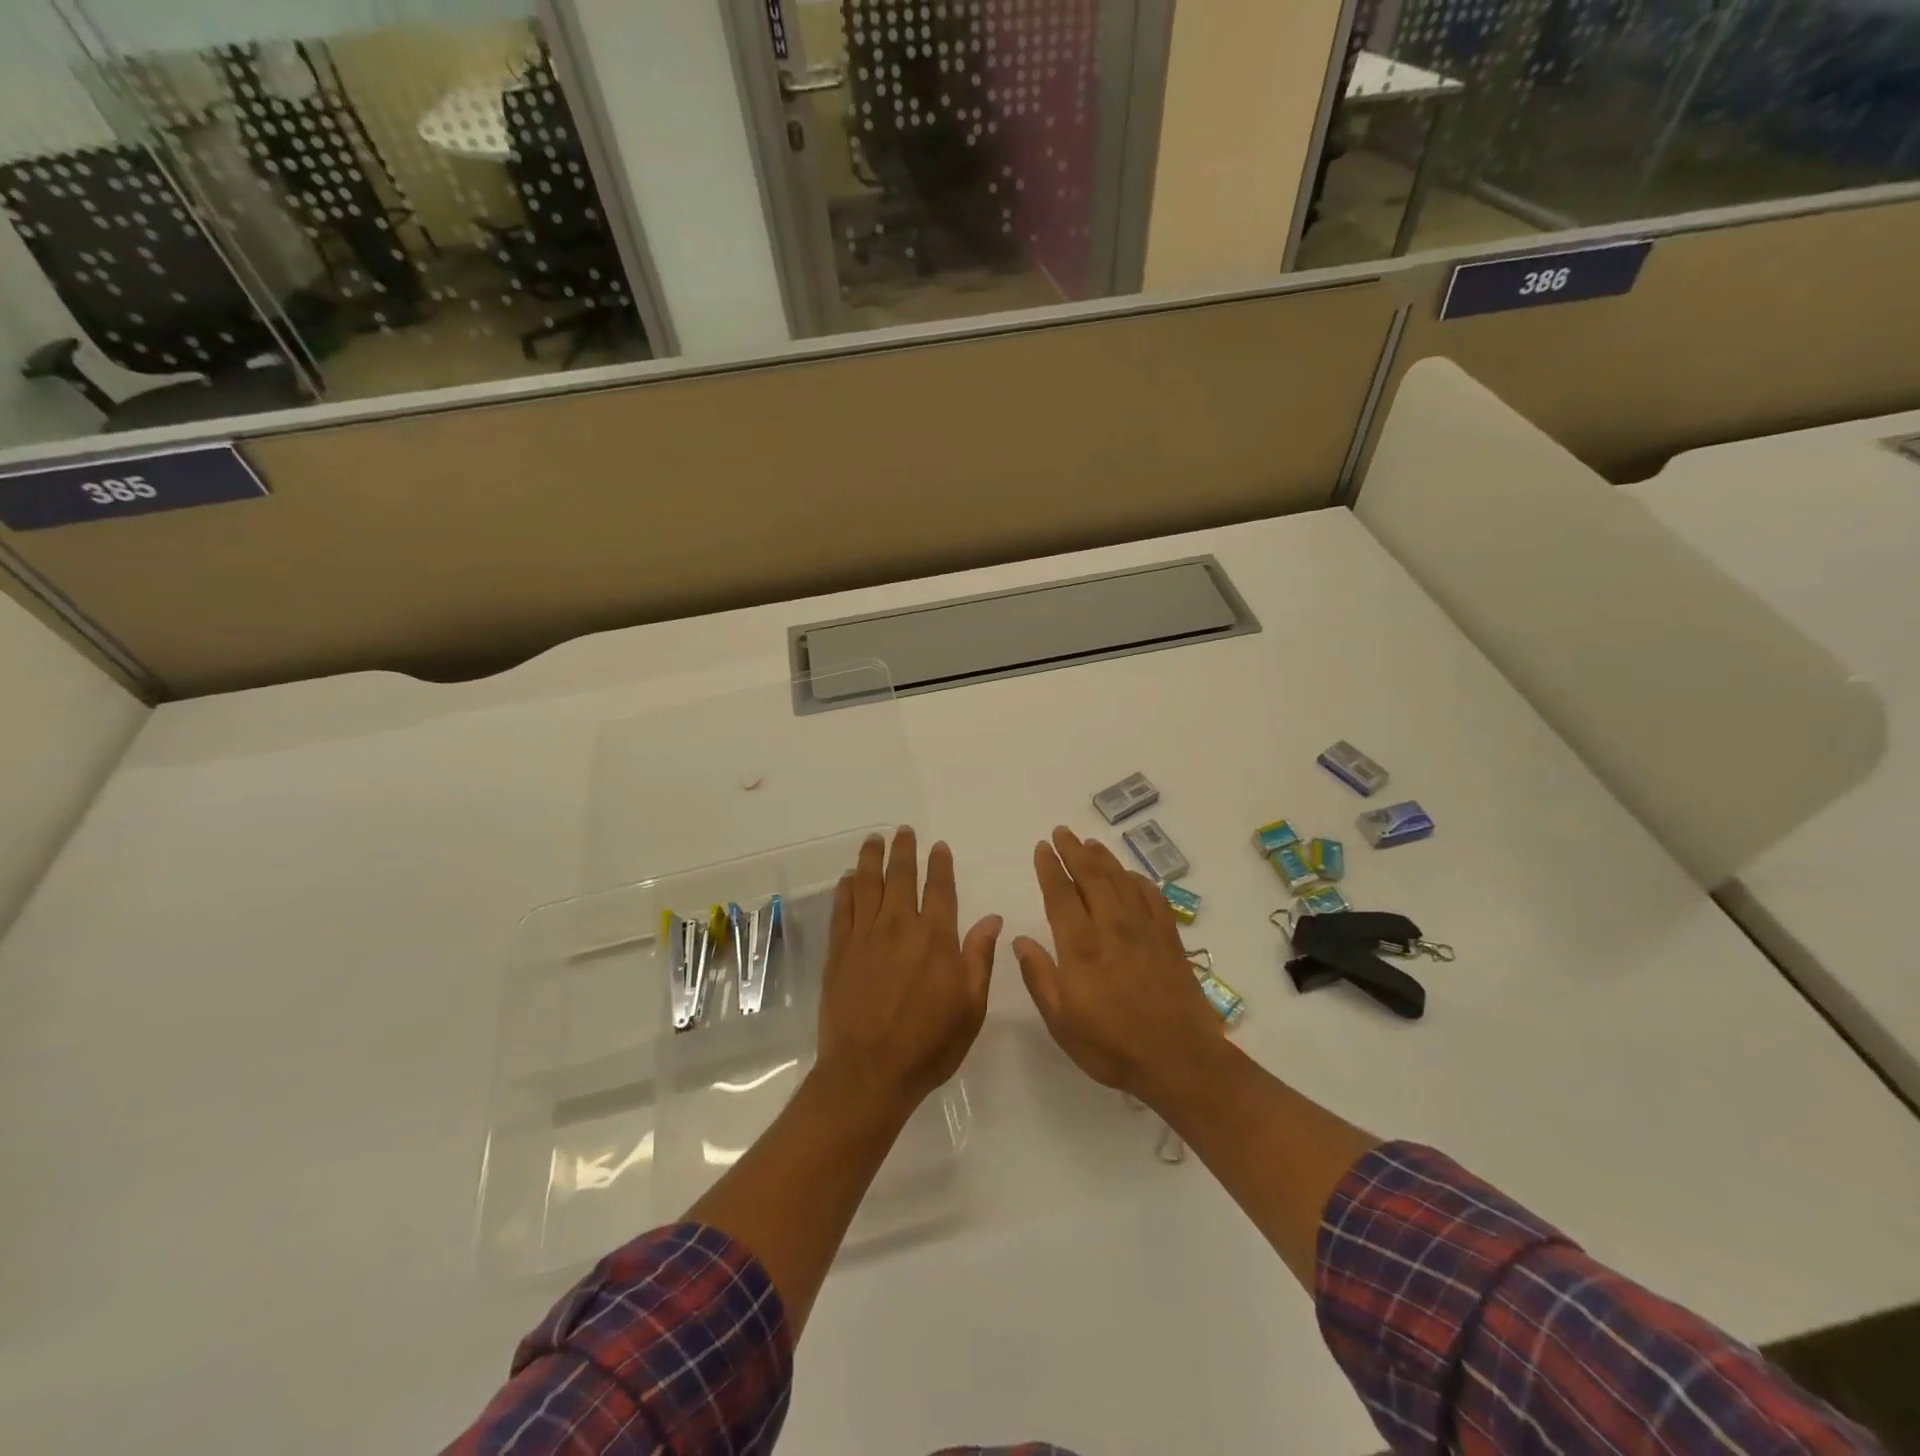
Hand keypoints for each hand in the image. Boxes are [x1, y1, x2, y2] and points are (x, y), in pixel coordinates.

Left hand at [817, 827, 1001, 1112]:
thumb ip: (979, 958)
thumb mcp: (971, 1007)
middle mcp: (900, 926)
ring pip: (867, 884)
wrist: (869, 1072)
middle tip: (902, 831)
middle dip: (904, 850)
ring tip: (874, 840)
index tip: (939, 846)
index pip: (940, 888)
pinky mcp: (839, 951)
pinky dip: (846, 889)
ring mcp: (865, 936)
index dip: (940, 864)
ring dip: (871, 858)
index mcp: (936, 938)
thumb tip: (992, 918)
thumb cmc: (929, 1044)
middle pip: (901, 876)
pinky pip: (842, 909)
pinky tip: (848, 878)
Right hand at [1012, 826, 1222, 1102]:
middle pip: (1091, 876)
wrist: (1179, 1059)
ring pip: (1121, 880)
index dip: (1050, 868)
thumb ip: (1039, 976)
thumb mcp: (1061, 1021)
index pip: (1060, 895)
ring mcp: (1144, 929)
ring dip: (1103, 858)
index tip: (1042, 847)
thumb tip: (1020, 939)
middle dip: (1074, 850)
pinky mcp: (1169, 938)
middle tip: (1062, 832)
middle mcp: (1112, 927)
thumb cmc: (1111, 1045)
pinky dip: (1138, 880)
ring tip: (1090, 843)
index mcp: (1080, 946)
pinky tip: (1131, 876)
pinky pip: (1152, 897)